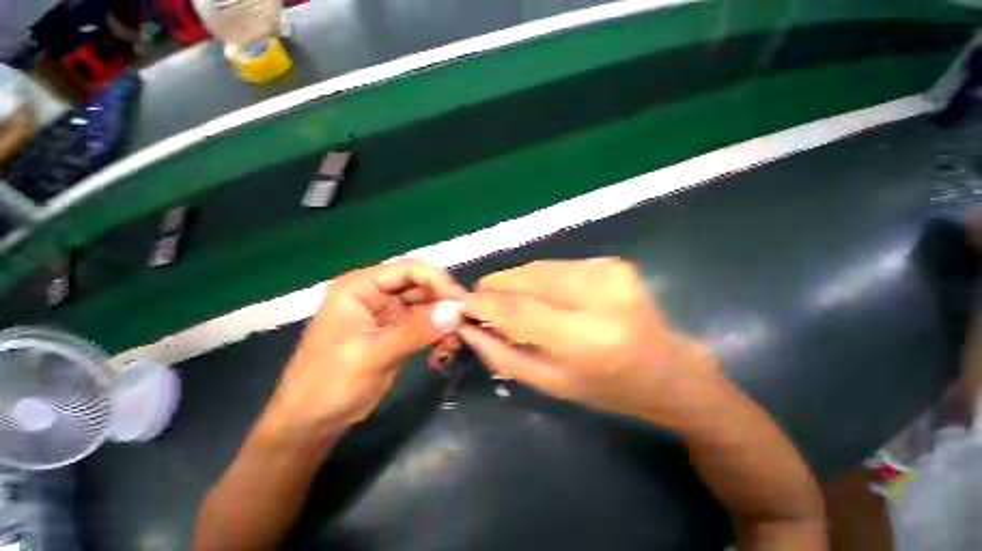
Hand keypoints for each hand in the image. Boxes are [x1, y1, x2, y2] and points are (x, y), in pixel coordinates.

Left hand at [265, 260, 463, 437]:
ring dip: (443, 320)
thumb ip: (416, 330)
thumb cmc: (330, 383)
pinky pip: (425, 324)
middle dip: (444, 302)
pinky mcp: (396, 332)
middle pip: (421, 286)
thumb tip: (457, 311)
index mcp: (361, 287)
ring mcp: (388, 313)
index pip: (409, 270)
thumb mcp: (373, 354)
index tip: (461, 301)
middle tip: (465, 321)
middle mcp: (376, 294)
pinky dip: (438, 333)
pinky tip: (446, 349)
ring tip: (457, 339)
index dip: (438, 280)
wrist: (312, 422)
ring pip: (426, 305)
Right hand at [459, 258, 715, 421]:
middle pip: (527, 278)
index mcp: (588, 339)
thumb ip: (503, 354)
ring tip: (508, 299)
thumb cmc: (608, 389)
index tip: (463, 303)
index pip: (519, 309)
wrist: (668, 370)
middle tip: (481, 301)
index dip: (485, 303)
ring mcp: (609, 271)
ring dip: (516, 282)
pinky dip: (539, 278)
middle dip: (496, 287)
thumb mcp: (550, 383)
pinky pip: (557, 266)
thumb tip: (468, 327)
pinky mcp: (611, 262)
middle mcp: (601, 296)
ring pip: (539, 267)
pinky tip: (541, 294)